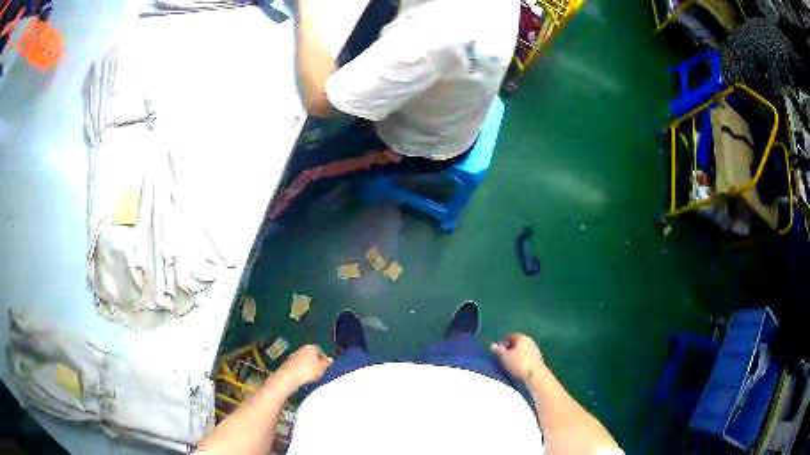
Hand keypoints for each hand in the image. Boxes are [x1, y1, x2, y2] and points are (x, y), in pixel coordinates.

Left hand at [276, 345, 332, 390]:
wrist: (289, 377)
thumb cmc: (308, 371)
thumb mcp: (322, 368)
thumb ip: (327, 363)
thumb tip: (330, 359)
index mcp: (311, 347)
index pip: (320, 350)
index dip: (324, 359)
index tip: (326, 367)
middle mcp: (301, 349)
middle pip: (311, 355)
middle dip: (316, 363)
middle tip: (320, 372)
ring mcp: (294, 356)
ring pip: (304, 361)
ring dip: (308, 367)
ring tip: (312, 377)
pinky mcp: (288, 363)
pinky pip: (298, 366)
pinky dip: (301, 371)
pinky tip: (303, 378)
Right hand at [491, 333, 543, 382]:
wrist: (535, 375)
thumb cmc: (519, 364)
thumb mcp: (505, 357)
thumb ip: (499, 351)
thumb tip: (493, 345)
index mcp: (522, 337)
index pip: (510, 336)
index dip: (502, 342)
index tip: (498, 351)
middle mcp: (529, 341)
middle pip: (517, 343)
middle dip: (509, 349)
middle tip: (502, 357)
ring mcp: (534, 349)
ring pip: (521, 350)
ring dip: (515, 355)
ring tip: (508, 364)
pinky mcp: (537, 359)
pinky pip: (526, 356)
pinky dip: (520, 360)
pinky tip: (517, 367)